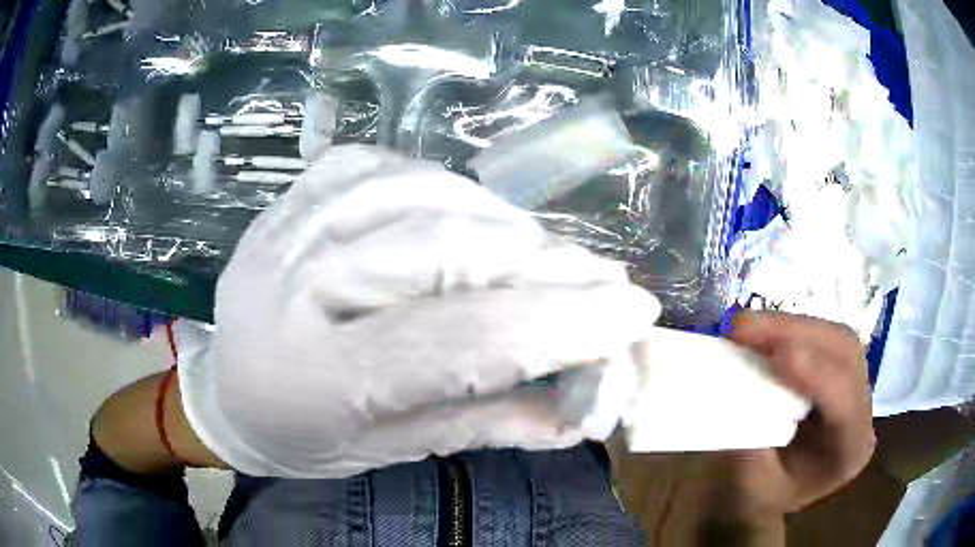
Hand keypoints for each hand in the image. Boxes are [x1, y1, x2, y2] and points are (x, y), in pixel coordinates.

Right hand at [709, 311, 874, 524]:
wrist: (762, 499)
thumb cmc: (755, 501)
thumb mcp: (750, 487)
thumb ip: (752, 444)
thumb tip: (739, 393)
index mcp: (850, 451)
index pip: (845, 402)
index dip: (816, 373)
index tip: (776, 354)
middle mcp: (862, 412)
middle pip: (845, 354)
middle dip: (797, 333)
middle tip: (744, 327)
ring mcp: (853, 387)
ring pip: (834, 338)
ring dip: (790, 325)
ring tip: (745, 325)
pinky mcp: (836, 372)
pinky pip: (820, 339)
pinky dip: (789, 329)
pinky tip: (761, 331)